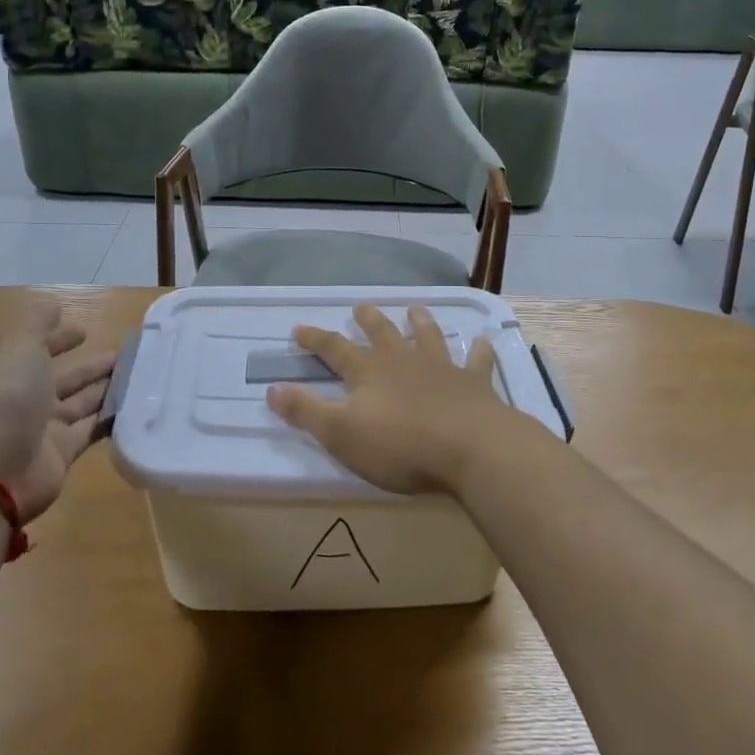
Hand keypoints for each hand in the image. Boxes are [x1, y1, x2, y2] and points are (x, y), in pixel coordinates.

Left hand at [0, 303, 116, 521]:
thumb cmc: (4, 396)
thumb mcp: (18, 344)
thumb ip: (38, 322)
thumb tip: (54, 306)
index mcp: (9, 368)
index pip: (37, 347)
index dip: (59, 338)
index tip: (85, 331)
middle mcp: (25, 397)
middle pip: (65, 377)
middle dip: (92, 365)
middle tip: (127, 354)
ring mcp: (44, 428)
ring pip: (82, 402)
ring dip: (107, 388)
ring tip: (140, 374)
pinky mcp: (63, 453)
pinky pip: (92, 429)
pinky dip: (111, 418)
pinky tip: (136, 405)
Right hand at [267, 304, 522, 494]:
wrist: (470, 448)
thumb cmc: (400, 445)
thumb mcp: (341, 434)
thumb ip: (306, 411)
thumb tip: (271, 389)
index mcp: (369, 372)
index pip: (335, 349)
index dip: (316, 339)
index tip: (299, 328)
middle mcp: (403, 361)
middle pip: (382, 333)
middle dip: (369, 320)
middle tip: (361, 306)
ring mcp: (442, 368)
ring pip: (428, 336)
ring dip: (420, 322)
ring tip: (415, 309)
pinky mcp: (474, 383)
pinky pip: (477, 361)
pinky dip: (479, 350)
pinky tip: (483, 341)